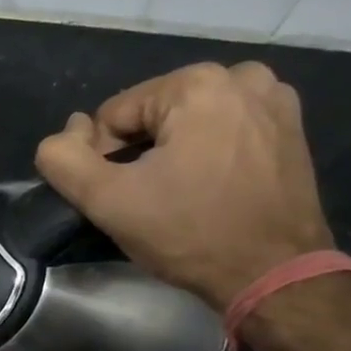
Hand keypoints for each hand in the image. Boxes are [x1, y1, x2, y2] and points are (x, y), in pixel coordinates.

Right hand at [35, 61, 334, 310]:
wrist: (273, 273)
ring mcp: (274, 99)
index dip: (103, 160)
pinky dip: (206, 152)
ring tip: (178, 195)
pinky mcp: (290, 127)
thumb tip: (60, 136)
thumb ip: (63, 160)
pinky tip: (209, 188)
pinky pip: (223, 130)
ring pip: (187, 122)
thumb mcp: (108, 201)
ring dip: (171, 153)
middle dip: (139, 154)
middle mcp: (241, 76)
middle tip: (148, 200)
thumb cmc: (189, 233)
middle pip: (152, 115)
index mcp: (196, 84)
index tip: (122, 198)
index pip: (112, 116)